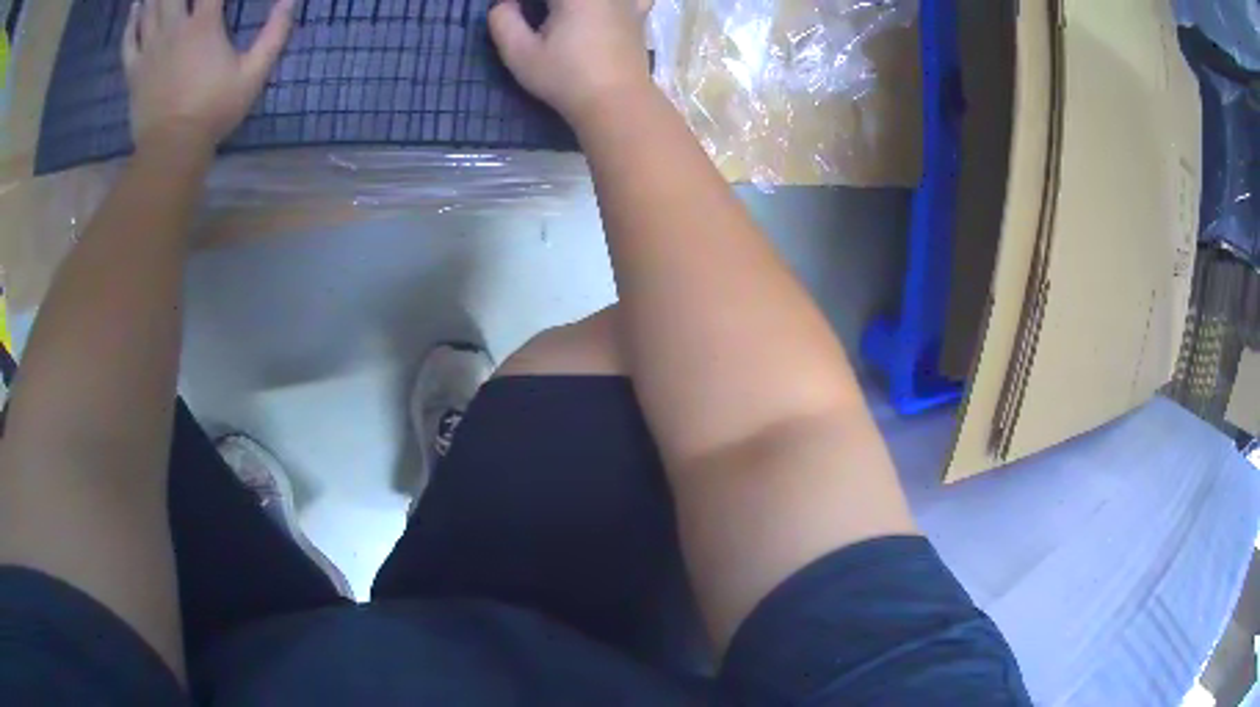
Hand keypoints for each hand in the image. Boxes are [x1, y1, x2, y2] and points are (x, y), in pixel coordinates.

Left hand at [123, 0, 294, 153]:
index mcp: (204, 24)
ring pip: (149, 8)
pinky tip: (135, 8)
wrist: (171, 149)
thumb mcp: (253, 74)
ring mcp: (150, 48)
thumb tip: (290, 1)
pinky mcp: (134, 70)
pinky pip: (128, 39)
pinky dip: (131, 21)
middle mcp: (174, 28)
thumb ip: (274, 33)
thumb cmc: (213, 111)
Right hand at [489, 0, 654, 126]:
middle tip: (525, 15)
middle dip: (541, 5)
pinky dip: (617, 2)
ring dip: (568, 6)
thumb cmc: (565, 78)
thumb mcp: (520, 54)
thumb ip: (504, 21)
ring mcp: (624, 0)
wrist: (617, 101)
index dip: (515, 2)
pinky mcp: (638, 14)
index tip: (508, 11)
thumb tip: (504, 4)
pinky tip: (604, 9)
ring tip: (557, 17)